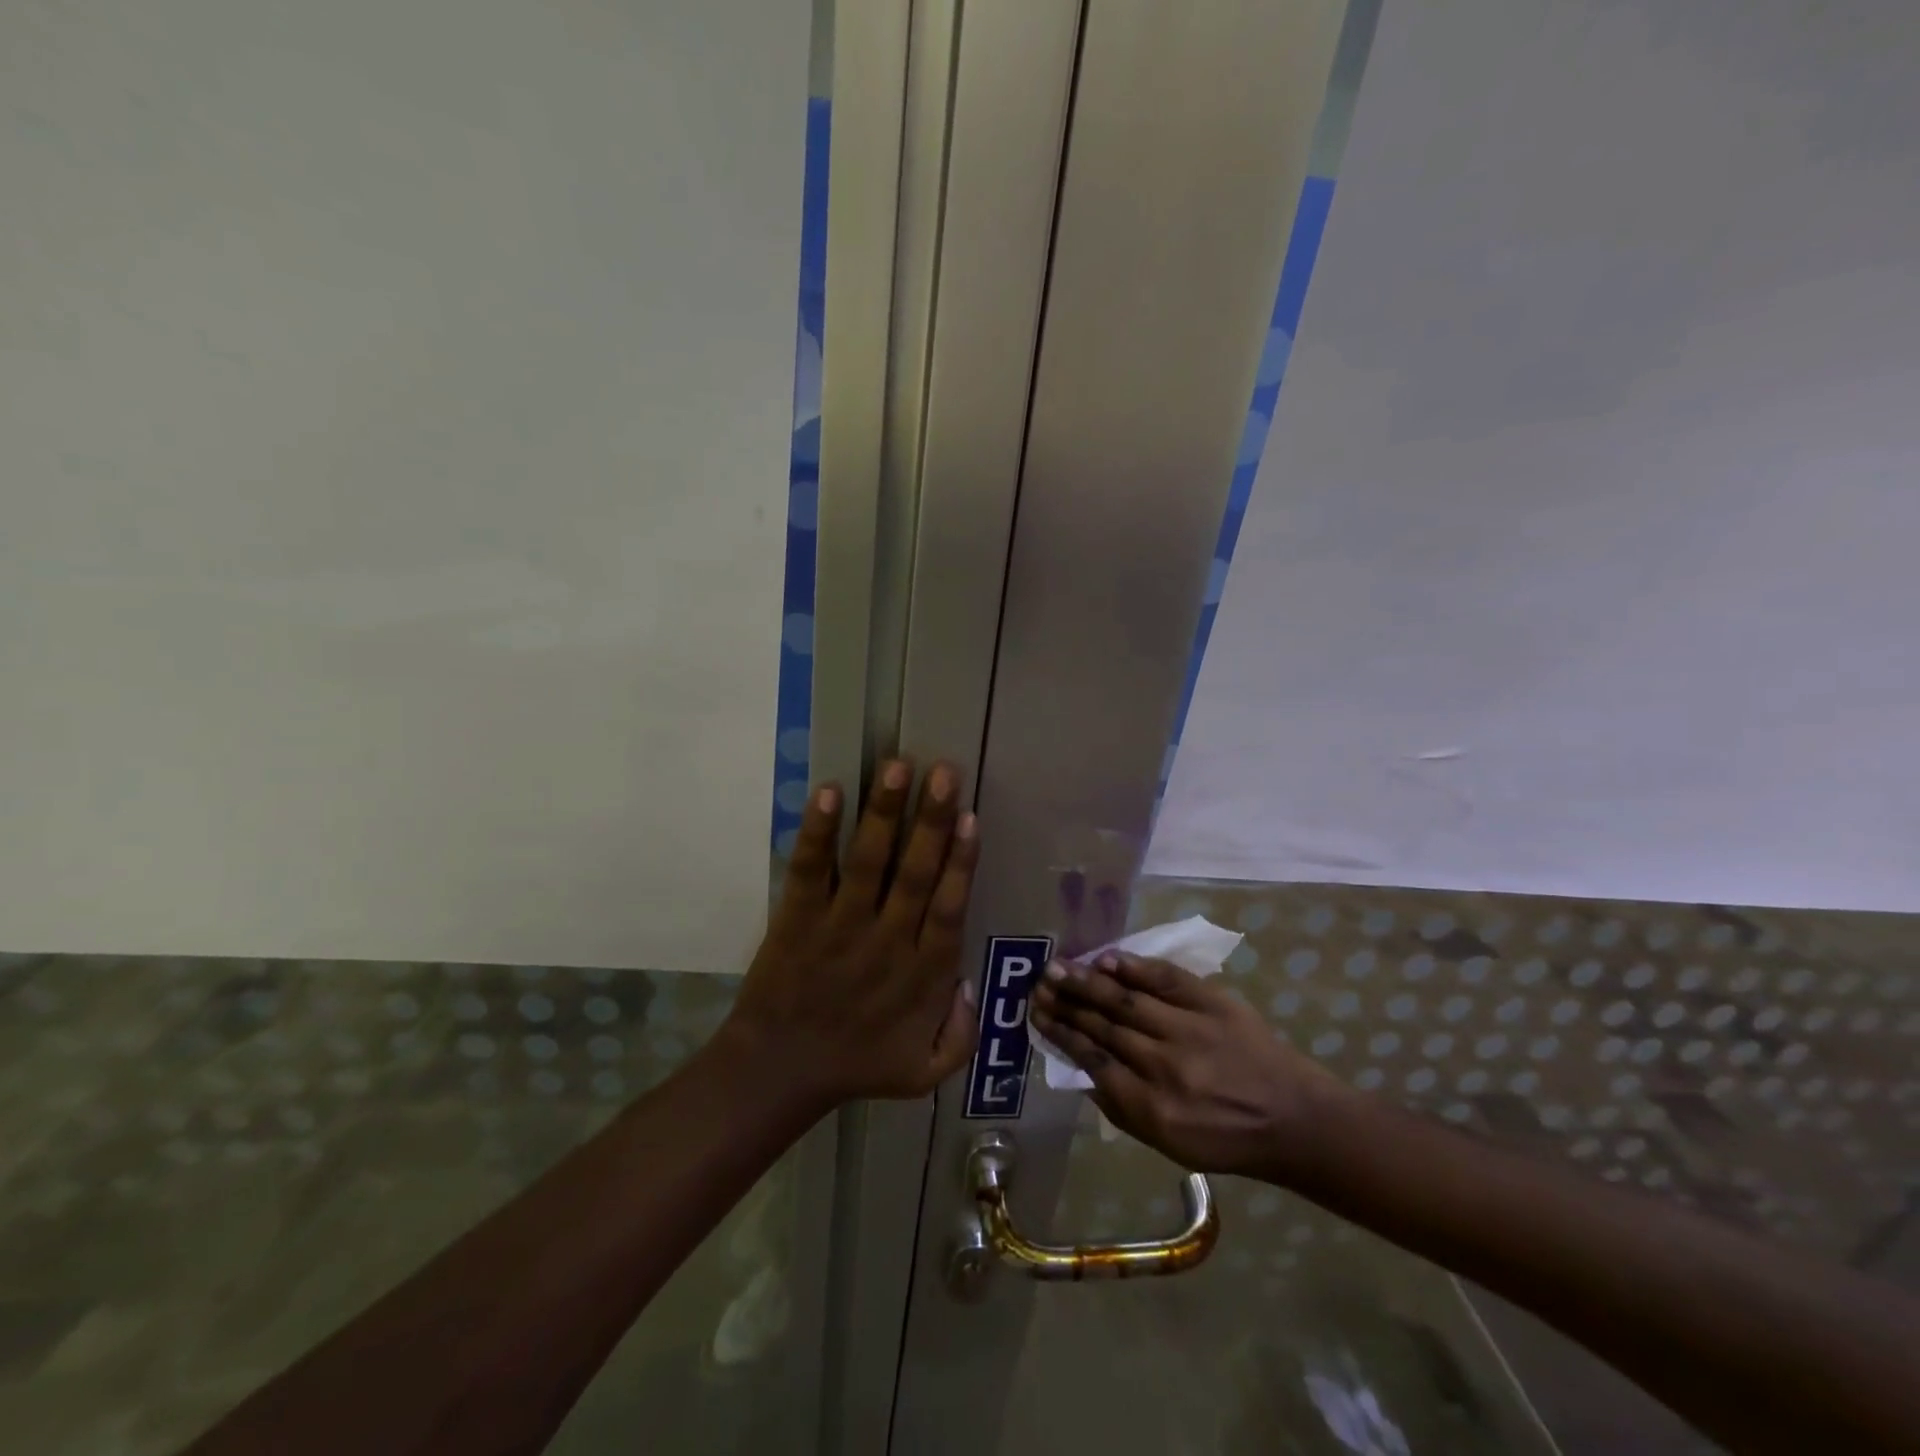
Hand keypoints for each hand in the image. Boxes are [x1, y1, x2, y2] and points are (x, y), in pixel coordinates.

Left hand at [719, 759, 980, 1112]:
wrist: (778, 1071)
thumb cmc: (857, 1064)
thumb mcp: (925, 1072)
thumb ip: (962, 1034)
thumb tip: (970, 982)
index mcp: (922, 974)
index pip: (948, 907)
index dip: (961, 861)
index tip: (969, 816)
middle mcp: (887, 941)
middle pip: (915, 873)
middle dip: (931, 819)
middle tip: (944, 770)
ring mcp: (839, 926)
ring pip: (867, 861)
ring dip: (883, 812)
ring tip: (897, 766)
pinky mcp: (798, 918)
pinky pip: (810, 869)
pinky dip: (818, 832)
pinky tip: (829, 792)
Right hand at [1029, 952, 1347, 1180]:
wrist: (1294, 1118)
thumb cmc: (1226, 1140)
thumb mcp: (1167, 1144)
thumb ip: (1119, 1108)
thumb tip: (1081, 1068)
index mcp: (1152, 1107)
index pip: (1093, 1059)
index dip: (1061, 1033)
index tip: (1037, 1013)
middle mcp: (1166, 1065)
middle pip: (1103, 1026)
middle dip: (1066, 1003)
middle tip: (1038, 984)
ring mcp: (1190, 1029)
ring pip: (1126, 1000)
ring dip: (1087, 982)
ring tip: (1058, 967)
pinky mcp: (1213, 1002)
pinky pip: (1165, 978)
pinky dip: (1133, 967)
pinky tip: (1106, 959)